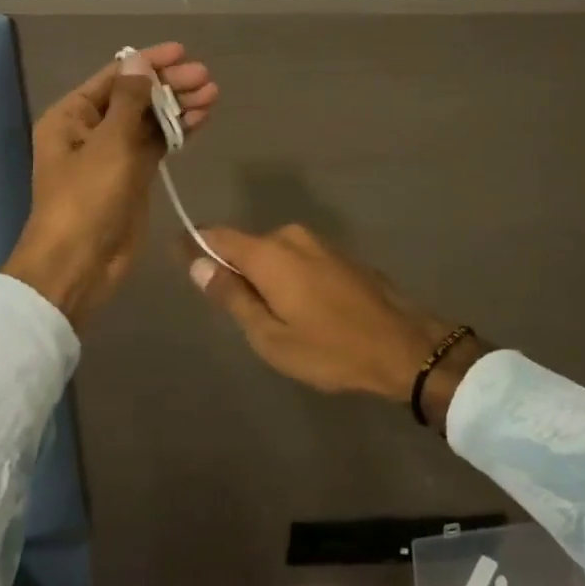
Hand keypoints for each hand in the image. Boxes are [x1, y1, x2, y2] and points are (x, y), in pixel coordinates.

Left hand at [2, 43, 218, 327]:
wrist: (80, 264)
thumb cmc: (87, 198)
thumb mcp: (109, 144)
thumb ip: (130, 100)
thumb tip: (140, 61)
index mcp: (73, 116)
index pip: (116, 77)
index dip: (149, 62)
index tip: (183, 53)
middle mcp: (91, 129)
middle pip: (136, 96)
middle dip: (170, 85)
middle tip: (206, 79)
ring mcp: (113, 154)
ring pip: (149, 120)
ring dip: (178, 107)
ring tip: (213, 96)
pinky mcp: (132, 176)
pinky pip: (156, 145)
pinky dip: (177, 132)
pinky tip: (201, 119)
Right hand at [184, 225, 487, 426]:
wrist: (405, 346)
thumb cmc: (331, 349)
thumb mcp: (271, 336)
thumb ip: (232, 297)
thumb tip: (199, 264)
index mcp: (269, 254)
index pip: (217, 236)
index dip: (195, 245)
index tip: (179, 257)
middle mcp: (291, 236)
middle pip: (247, 247)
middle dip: (236, 272)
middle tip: (241, 315)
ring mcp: (319, 243)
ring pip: (274, 254)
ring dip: (265, 277)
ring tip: (277, 319)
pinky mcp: (340, 254)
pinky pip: (298, 259)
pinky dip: (289, 277)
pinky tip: (305, 310)